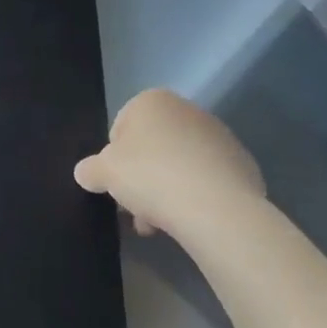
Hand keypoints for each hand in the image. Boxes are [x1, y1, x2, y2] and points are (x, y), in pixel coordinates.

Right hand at [74, 88, 264, 240]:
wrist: (217, 208)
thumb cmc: (152, 176)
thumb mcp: (105, 173)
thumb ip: (90, 169)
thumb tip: (84, 172)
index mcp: (152, 101)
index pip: (121, 129)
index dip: (115, 161)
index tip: (118, 188)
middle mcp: (186, 109)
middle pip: (153, 148)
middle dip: (143, 179)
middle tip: (137, 212)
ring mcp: (218, 135)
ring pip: (180, 165)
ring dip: (167, 192)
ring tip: (161, 226)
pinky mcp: (242, 163)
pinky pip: (208, 179)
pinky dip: (197, 196)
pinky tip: (192, 221)